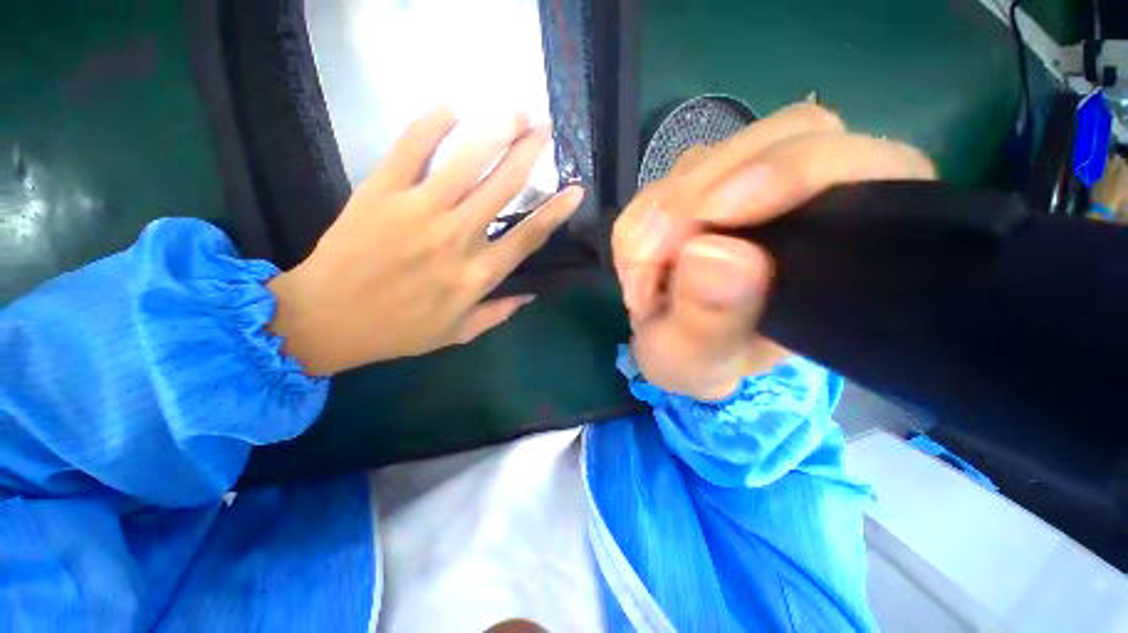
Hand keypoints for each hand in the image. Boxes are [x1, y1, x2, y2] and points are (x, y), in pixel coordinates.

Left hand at [269, 108, 583, 375]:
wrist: (328, 319)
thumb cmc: (400, 330)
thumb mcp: (458, 333)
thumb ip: (499, 313)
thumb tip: (531, 294)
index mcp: (477, 275)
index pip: (528, 236)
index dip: (555, 211)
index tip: (575, 190)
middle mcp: (456, 239)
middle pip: (503, 187)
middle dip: (529, 154)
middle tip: (544, 130)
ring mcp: (418, 211)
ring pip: (466, 162)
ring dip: (496, 131)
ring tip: (515, 112)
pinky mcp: (381, 192)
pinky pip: (409, 148)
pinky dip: (431, 125)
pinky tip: (451, 110)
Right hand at [612, 103, 934, 399]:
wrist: (674, 345)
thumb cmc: (701, 359)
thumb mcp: (698, 359)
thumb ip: (712, 319)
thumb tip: (710, 254)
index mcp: (840, 240)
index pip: (848, 164)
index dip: (784, 170)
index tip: (708, 212)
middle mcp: (801, 196)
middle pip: (771, 142)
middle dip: (692, 200)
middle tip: (649, 261)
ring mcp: (745, 184)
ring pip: (704, 162)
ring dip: (655, 219)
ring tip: (640, 278)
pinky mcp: (700, 187)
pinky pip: (662, 183)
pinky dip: (638, 223)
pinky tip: (636, 265)